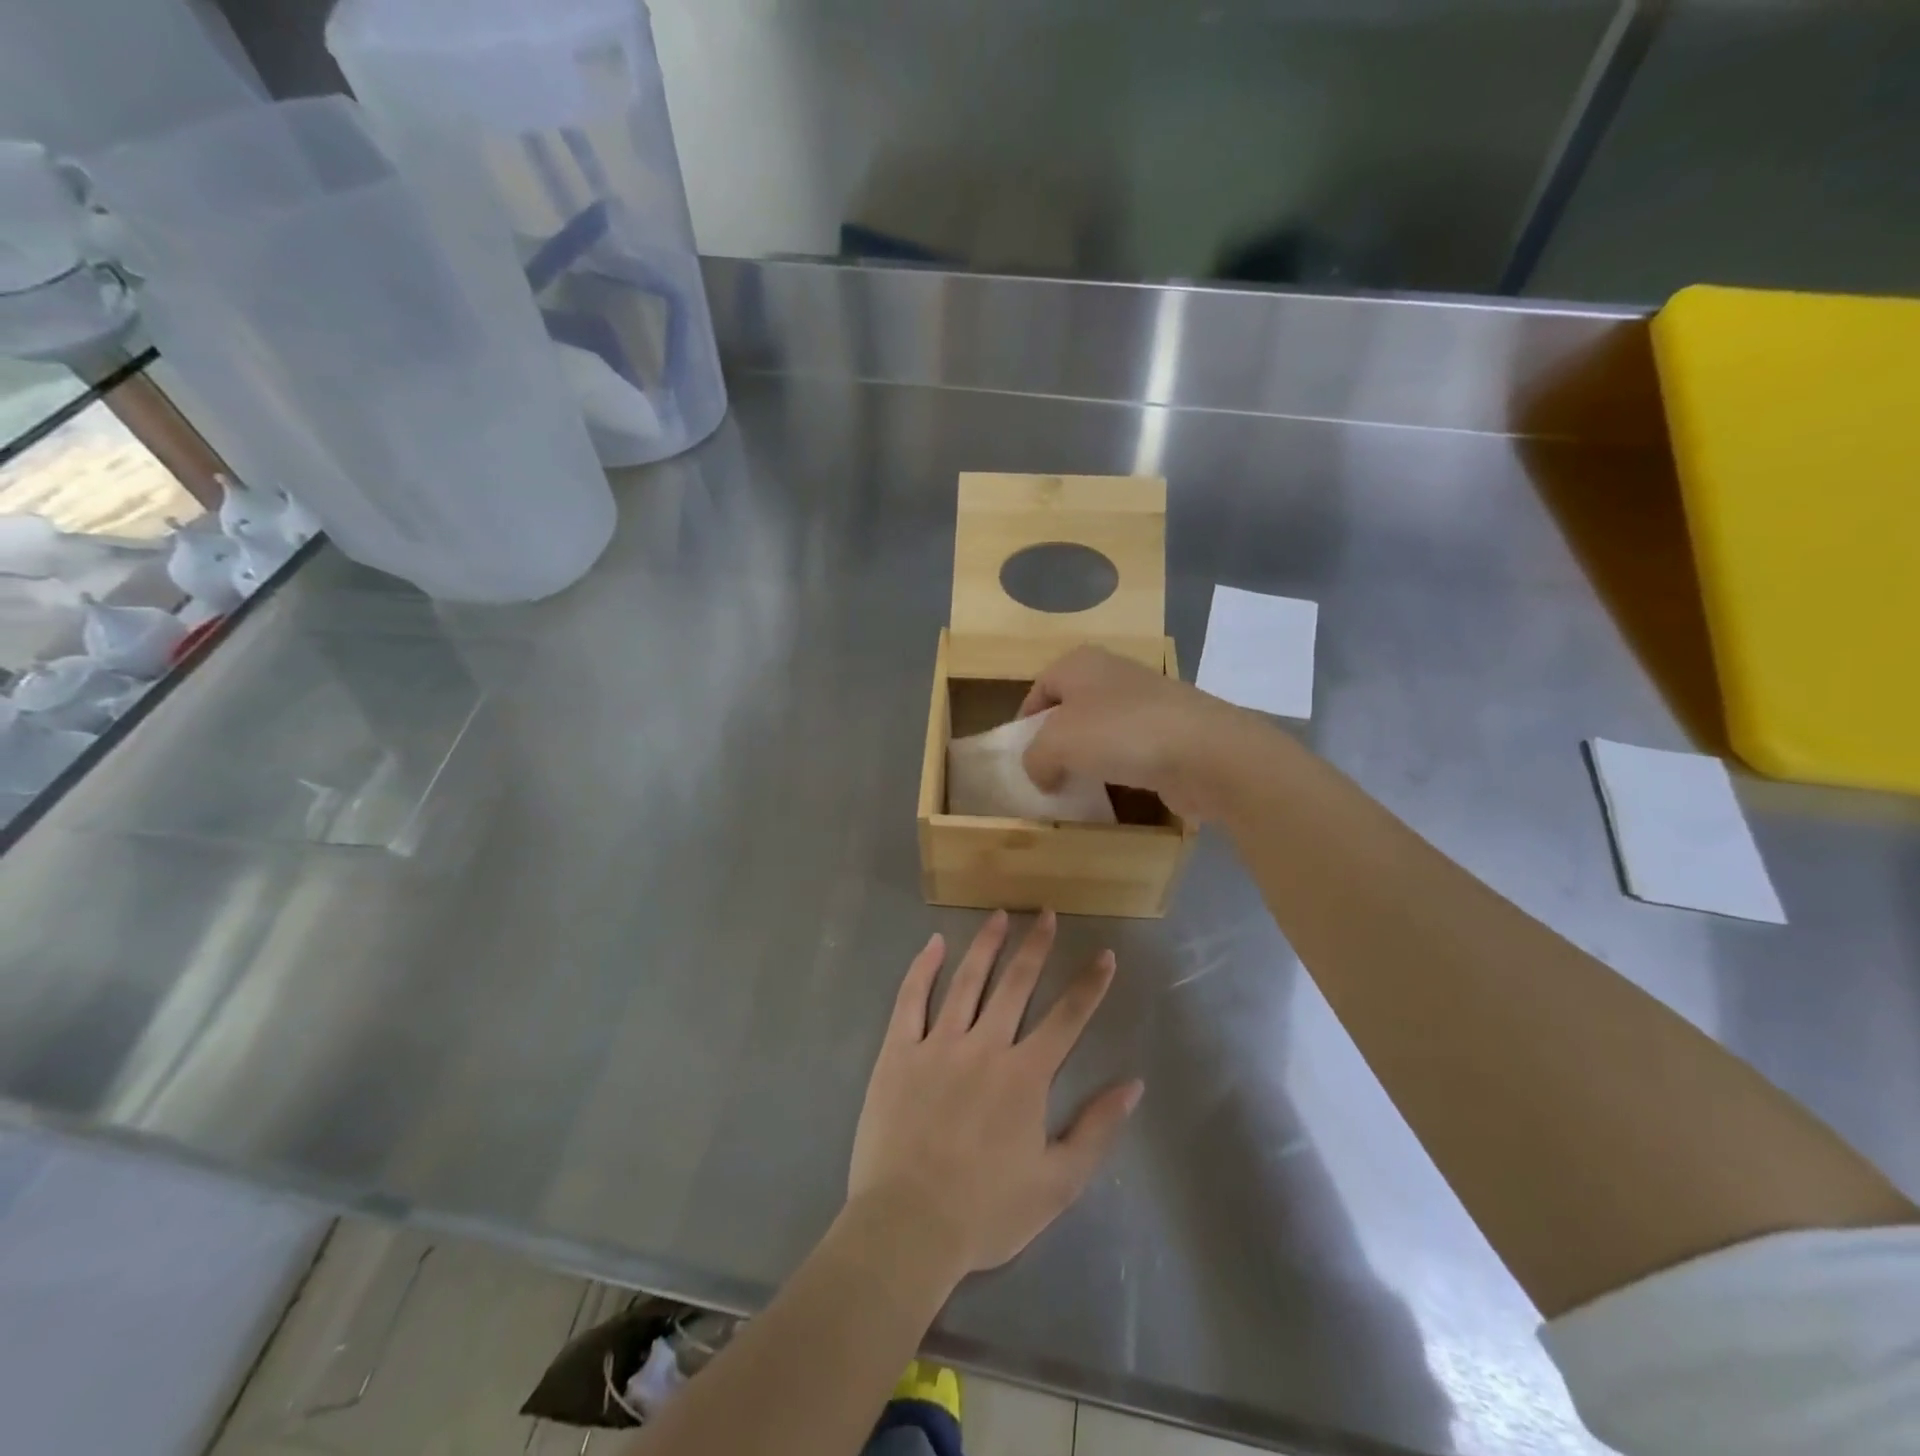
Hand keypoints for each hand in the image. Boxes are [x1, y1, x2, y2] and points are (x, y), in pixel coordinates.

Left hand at [848, 911, 1142, 1280]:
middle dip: (1035, 946)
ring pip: (967, 981)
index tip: (1103, 954)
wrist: (908, 1226)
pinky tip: (935, 943)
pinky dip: (924, 968)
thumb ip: (1096, 1130)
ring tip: (1000, 915)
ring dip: (987, 945)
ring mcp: (938, 1044)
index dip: (1089, 984)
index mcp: (1025, 1076)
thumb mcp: (1058, 1183)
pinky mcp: (899, 1051)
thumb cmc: (986, 1211)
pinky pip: (911, 999)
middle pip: (1016, 984)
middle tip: (1045, 912)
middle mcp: (985, 1046)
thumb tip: (1132, 1085)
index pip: (1067, 1018)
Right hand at [1019, 646, 1249, 819]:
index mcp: (1080, 663)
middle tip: (1046, 777)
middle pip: (1070, 710)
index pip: (1038, 689)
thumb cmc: (1120, 733)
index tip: (1020, 760)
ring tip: (1078, 789)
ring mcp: (1147, 702)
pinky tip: (1115, 793)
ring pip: (1102, 732)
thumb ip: (1034, 758)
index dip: (1024, 724)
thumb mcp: (1055, 744)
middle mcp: (1113, 674)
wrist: (1205, 751)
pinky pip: (1132, 751)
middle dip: (1056, 744)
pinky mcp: (1171, 732)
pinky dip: (1120, 770)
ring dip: (1088, 760)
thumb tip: (1043, 774)